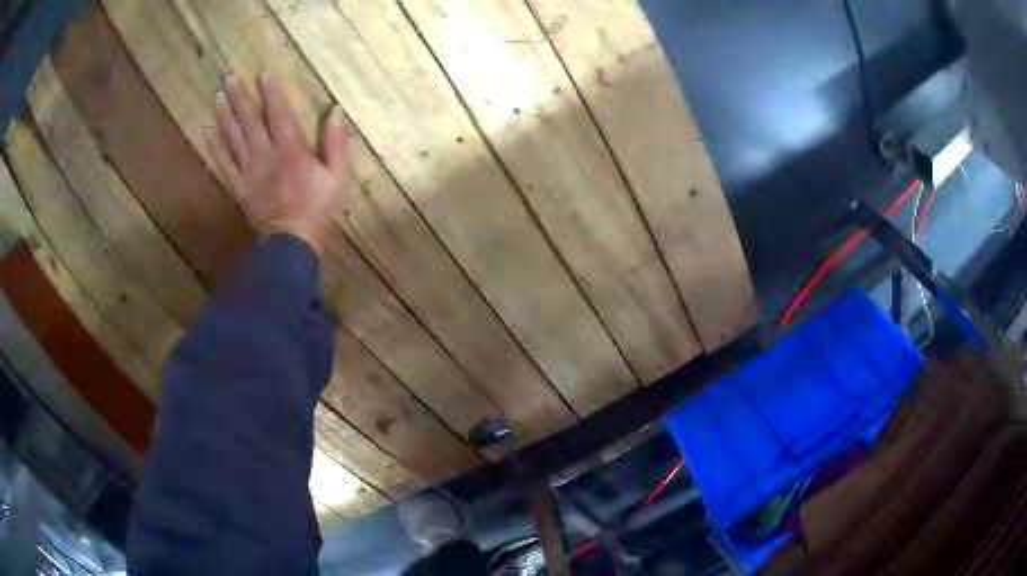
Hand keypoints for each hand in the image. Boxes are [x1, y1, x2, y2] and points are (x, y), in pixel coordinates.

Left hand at [206, 73, 349, 256]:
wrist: (292, 241)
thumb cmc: (318, 206)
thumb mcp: (337, 175)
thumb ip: (336, 142)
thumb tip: (336, 111)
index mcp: (291, 150)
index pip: (278, 114)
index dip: (271, 93)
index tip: (263, 74)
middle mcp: (266, 155)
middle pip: (250, 121)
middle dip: (241, 96)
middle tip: (231, 76)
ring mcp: (248, 171)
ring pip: (234, 138)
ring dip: (225, 115)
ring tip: (218, 95)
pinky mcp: (238, 185)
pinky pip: (224, 162)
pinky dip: (215, 146)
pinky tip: (209, 130)